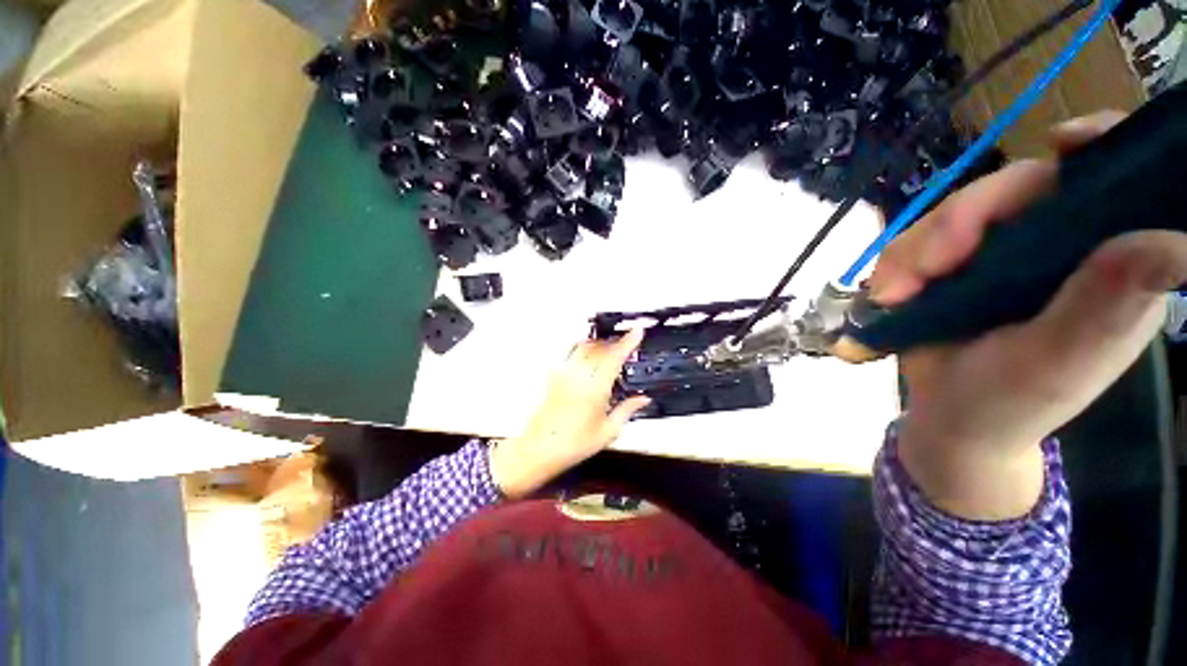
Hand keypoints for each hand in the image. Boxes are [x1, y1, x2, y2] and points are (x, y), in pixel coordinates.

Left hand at [488, 329, 650, 498]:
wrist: (540, 449)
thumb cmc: (574, 444)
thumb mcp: (608, 431)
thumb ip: (627, 410)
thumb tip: (643, 399)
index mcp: (595, 389)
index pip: (614, 356)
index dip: (628, 342)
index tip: (637, 331)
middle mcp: (579, 376)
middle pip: (600, 347)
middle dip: (615, 341)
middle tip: (627, 343)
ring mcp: (564, 374)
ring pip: (584, 346)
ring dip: (600, 343)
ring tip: (610, 347)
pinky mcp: (555, 376)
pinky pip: (572, 354)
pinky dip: (584, 348)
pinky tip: (589, 355)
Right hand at [870, 111, 1186, 519]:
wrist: (947, 419)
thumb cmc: (1008, 404)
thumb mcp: (1056, 363)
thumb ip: (1105, 305)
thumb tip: (1173, 242)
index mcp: (1107, 266)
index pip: (1115, 182)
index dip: (1099, 149)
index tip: (1064, 143)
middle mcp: (1059, 248)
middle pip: (1018, 189)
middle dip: (963, 220)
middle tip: (926, 267)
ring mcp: (1001, 255)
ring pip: (955, 214)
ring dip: (915, 251)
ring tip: (895, 294)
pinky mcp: (954, 265)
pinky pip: (917, 241)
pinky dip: (896, 264)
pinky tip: (890, 295)